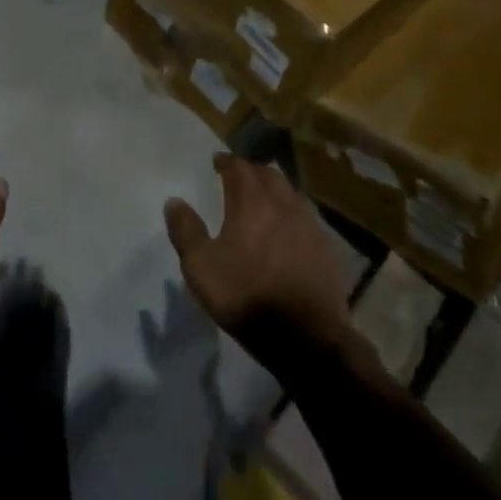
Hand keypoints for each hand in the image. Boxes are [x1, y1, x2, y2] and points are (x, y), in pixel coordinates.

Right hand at [165, 155, 353, 356]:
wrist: (306, 337)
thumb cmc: (247, 296)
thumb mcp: (201, 267)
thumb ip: (186, 231)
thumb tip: (174, 201)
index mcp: (252, 201)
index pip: (239, 167)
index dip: (227, 162)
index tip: (217, 162)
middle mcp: (283, 203)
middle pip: (269, 175)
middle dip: (252, 172)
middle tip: (240, 177)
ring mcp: (310, 225)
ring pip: (291, 193)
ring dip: (275, 190)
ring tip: (264, 199)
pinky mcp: (326, 248)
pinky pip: (307, 217)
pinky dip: (293, 214)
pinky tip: (289, 229)